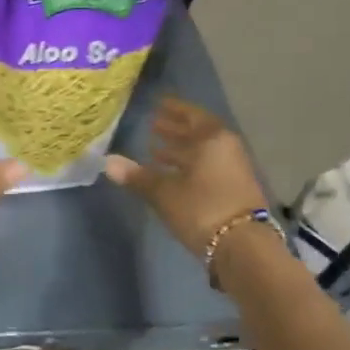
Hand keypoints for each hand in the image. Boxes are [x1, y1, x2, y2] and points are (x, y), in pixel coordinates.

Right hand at [105, 97, 265, 257]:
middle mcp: (226, 148)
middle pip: (198, 133)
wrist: (243, 246)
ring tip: (155, 150)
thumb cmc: (201, 209)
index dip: (174, 109)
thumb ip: (137, 176)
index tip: (158, 104)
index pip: (191, 115)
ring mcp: (233, 170)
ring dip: (181, 150)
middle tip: (153, 125)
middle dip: (175, 130)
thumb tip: (107, 162)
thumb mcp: (164, 193)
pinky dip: (189, 166)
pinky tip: (173, 175)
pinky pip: (207, 168)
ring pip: (202, 153)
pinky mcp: (233, 190)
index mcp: (211, 139)